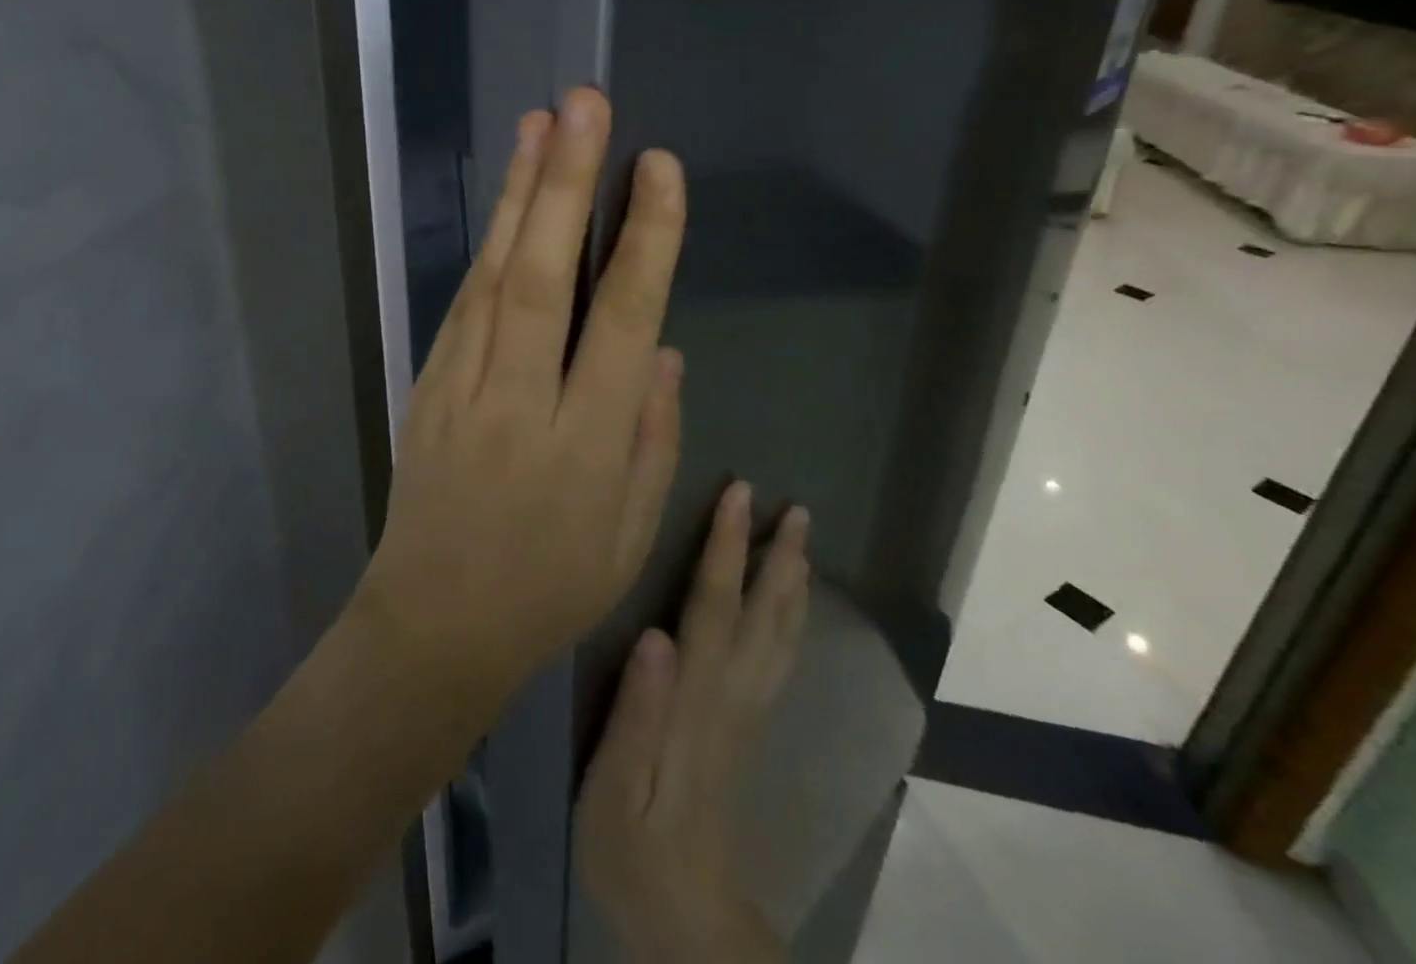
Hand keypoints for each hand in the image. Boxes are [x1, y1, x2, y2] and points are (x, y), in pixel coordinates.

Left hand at [356, 88, 687, 712]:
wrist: (434, 621)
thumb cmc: (549, 587)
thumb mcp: (630, 535)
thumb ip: (652, 437)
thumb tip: (661, 347)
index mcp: (585, 444)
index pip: (621, 322)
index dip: (643, 240)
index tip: (658, 169)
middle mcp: (520, 401)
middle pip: (542, 277)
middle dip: (565, 184)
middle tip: (585, 105)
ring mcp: (461, 387)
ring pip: (493, 275)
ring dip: (518, 194)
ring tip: (542, 123)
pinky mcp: (426, 384)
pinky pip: (464, 302)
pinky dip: (489, 242)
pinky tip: (508, 197)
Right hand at [576, 484, 810, 963]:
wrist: (686, 922)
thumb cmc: (632, 849)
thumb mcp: (614, 789)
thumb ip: (635, 714)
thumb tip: (655, 633)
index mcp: (696, 701)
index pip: (714, 608)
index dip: (726, 548)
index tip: (737, 494)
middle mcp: (733, 698)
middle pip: (763, 616)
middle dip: (778, 556)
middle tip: (795, 507)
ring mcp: (748, 713)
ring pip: (781, 636)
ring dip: (792, 581)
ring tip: (801, 538)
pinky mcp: (749, 727)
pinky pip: (781, 658)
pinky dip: (791, 619)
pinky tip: (790, 603)